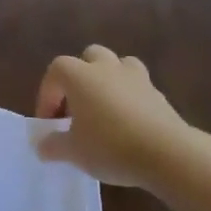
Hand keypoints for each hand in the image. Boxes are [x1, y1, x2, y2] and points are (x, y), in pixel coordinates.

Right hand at [34, 45, 187, 188]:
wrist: (167, 153)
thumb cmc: (109, 146)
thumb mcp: (72, 152)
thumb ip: (53, 145)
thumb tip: (43, 145)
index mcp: (80, 76)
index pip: (55, 71)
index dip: (47, 94)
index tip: (50, 123)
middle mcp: (107, 68)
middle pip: (89, 56)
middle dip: (79, 77)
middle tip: (76, 108)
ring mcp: (137, 78)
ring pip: (118, 65)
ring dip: (107, 80)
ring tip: (104, 108)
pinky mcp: (158, 94)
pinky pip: (138, 86)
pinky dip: (129, 98)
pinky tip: (127, 124)